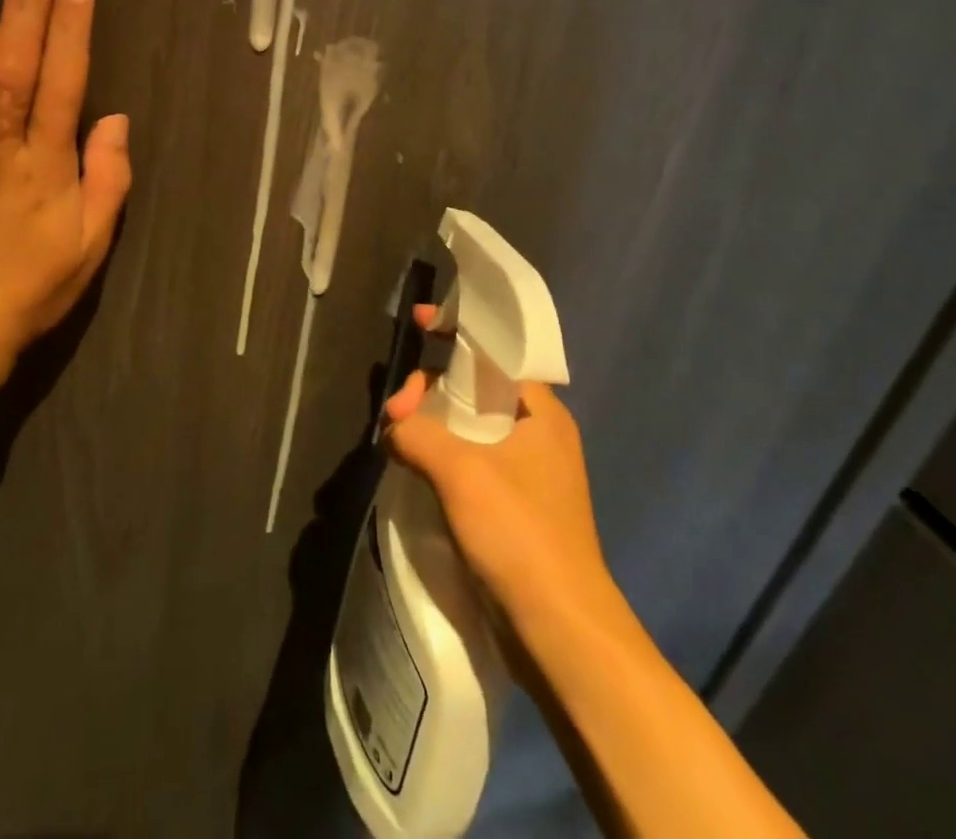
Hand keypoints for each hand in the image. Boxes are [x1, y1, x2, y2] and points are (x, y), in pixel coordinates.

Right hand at [383, 305, 617, 637]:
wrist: (561, 633)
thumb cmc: (520, 534)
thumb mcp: (461, 470)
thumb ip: (417, 433)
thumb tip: (393, 427)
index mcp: (540, 412)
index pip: (496, 353)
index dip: (457, 332)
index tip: (421, 321)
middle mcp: (538, 435)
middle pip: (476, 388)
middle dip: (431, 388)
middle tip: (395, 412)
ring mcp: (528, 474)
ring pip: (470, 427)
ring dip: (432, 423)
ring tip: (396, 435)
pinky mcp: (514, 509)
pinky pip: (470, 461)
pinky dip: (441, 454)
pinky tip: (413, 463)